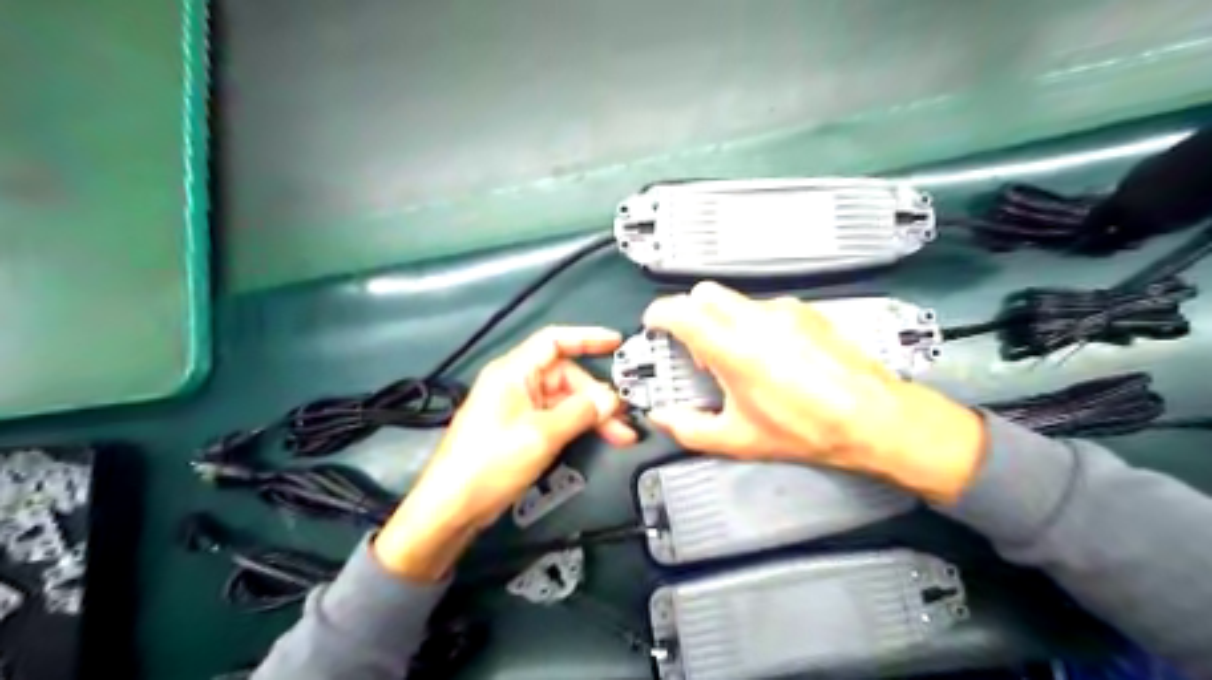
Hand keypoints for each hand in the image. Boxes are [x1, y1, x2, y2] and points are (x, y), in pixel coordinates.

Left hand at [376, 327, 634, 577]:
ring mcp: (517, 407)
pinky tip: (598, 436)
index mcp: (513, 372)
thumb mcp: (541, 435)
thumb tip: (610, 400)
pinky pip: (556, 417)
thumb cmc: (490, 463)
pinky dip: (578, 425)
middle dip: (596, 395)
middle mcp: (515, 383)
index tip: (617, 342)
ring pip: (564, 399)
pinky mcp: (519, 429)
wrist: (452, 507)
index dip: (587, 337)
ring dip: (592, 414)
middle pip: (565, 376)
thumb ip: (580, 412)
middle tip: (621, 417)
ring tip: (619, 433)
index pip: (554, 341)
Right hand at [644, 282, 982, 503]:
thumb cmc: (807, 429)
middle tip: (695, 346)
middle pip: (704, 293)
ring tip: (737, 357)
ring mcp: (784, 311)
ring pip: (736, 299)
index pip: (679, 310)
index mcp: (732, 347)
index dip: (658, 315)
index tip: (655, 326)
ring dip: (723, 320)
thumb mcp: (738, 439)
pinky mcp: (807, 312)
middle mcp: (756, 318)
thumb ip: (688, 428)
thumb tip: (663, 418)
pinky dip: (754, 323)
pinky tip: (771, 356)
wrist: (873, 417)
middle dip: (690, 313)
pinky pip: (766, 307)